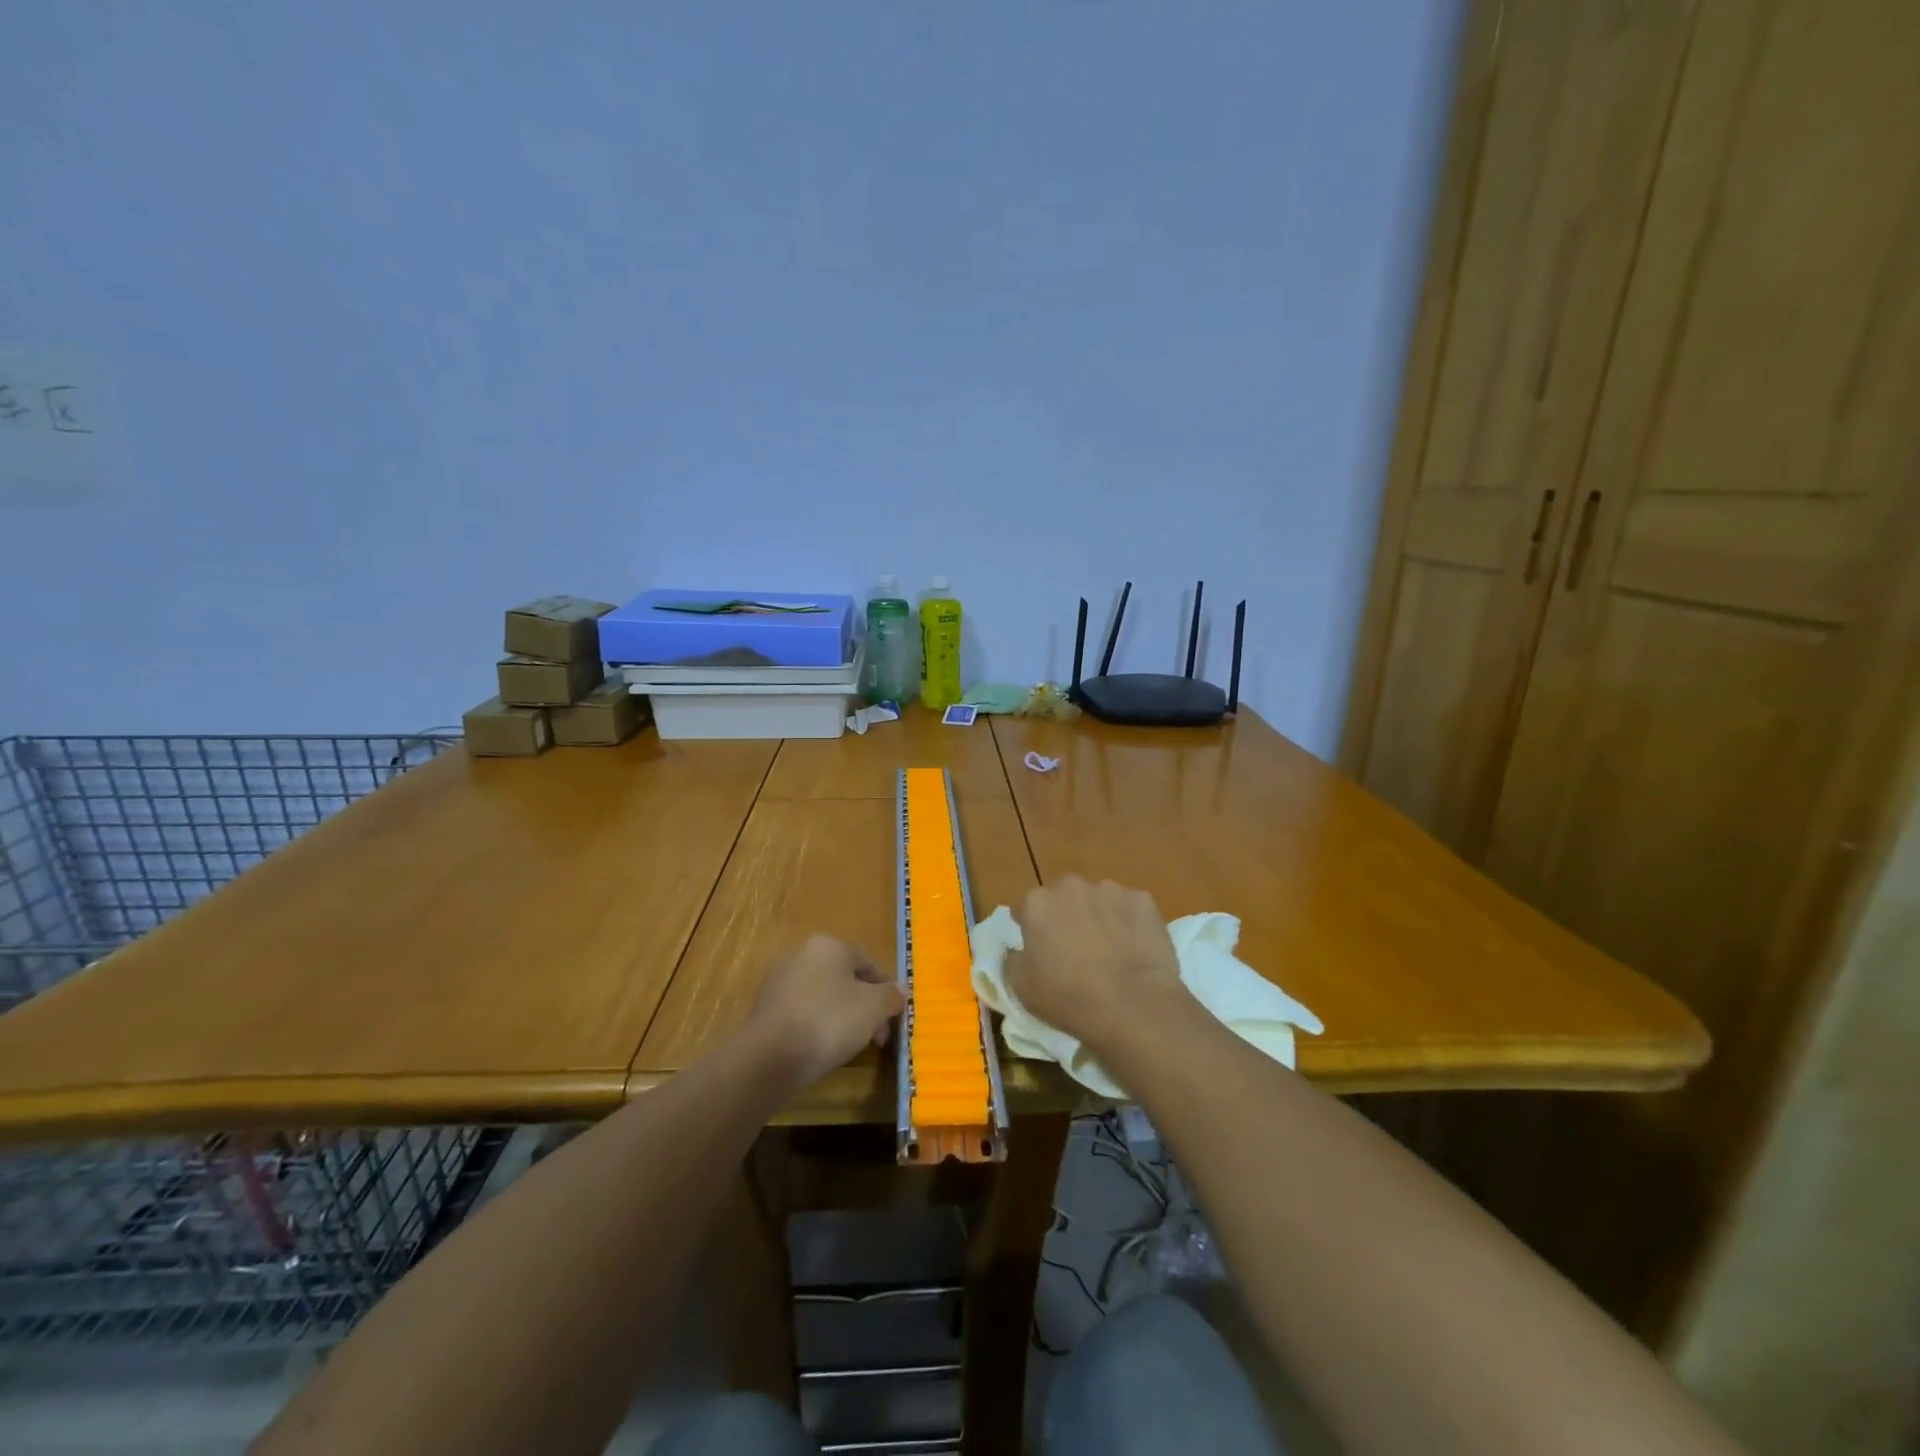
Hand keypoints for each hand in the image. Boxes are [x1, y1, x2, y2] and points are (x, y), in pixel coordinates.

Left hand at [748, 935, 904, 1089]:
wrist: (771, 1056)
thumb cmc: (829, 1021)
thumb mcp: (873, 1008)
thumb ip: (891, 996)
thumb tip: (900, 991)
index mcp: (830, 944)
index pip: (869, 964)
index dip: (886, 993)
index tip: (892, 1021)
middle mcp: (803, 952)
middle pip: (845, 979)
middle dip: (864, 1008)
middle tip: (875, 1038)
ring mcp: (781, 978)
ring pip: (824, 995)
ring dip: (841, 1016)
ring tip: (850, 1046)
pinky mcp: (766, 1005)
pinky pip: (803, 1010)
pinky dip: (816, 1024)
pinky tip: (822, 1047)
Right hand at [1005, 876, 1191, 1060]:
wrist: (1132, 1005)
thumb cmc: (1067, 997)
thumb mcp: (1020, 987)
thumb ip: (1012, 959)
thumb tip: (1017, 950)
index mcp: (1037, 903)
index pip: (1025, 909)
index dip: (1030, 930)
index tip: (1039, 951)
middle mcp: (1070, 886)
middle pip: (1062, 898)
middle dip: (1065, 916)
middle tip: (1074, 950)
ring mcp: (1110, 890)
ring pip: (1097, 900)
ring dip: (1098, 917)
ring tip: (1109, 951)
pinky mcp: (1142, 900)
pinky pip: (1129, 908)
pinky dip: (1129, 922)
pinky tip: (1133, 949)